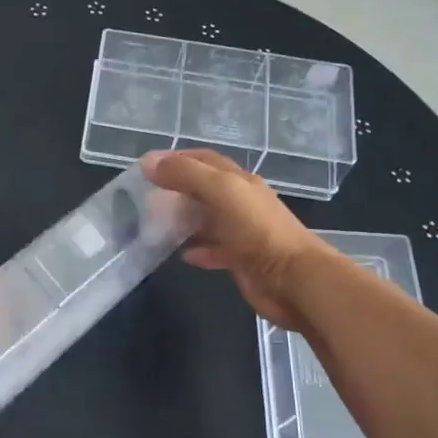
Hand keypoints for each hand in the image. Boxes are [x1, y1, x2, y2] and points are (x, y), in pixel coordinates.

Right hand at [142, 150, 321, 328]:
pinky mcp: (240, 259)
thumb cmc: (257, 230)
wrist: (292, 279)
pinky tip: (181, 254)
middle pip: (204, 189)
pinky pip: (213, 249)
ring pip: (207, 219)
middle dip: (176, 189)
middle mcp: (241, 202)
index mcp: (239, 181)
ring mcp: (242, 232)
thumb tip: (149, 163)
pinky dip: (197, 249)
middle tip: (145, 198)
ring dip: (183, 219)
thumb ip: (186, 175)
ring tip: (155, 225)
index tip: (147, 166)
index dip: (177, 158)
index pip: (205, 160)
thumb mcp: (221, 192)